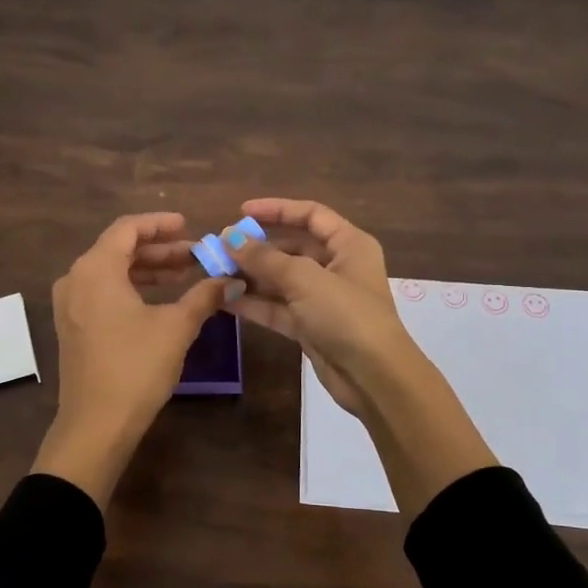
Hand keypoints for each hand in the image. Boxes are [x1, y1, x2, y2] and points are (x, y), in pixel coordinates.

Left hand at [33, 213, 229, 505]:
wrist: (97, 424)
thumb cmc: (136, 367)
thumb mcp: (176, 327)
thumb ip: (203, 296)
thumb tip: (231, 280)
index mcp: (96, 269)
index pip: (128, 229)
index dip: (160, 225)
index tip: (189, 226)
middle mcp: (76, 279)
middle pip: (118, 249)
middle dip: (159, 250)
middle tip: (194, 255)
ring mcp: (70, 305)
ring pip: (111, 273)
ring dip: (147, 270)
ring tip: (184, 275)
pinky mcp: (73, 327)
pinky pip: (103, 293)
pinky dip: (131, 289)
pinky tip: (160, 301)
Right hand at [229, 198, 495, 512]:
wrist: (373, 377)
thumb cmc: (346, 315)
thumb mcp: (304, 279)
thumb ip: (264, 257)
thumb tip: (228, 237)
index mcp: (349, 244)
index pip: (311, 215)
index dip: (277, 209)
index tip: (242, 212)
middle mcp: (337, 267)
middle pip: (292, 248)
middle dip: (256, 249)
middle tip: (219, 249)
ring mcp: (323, 299)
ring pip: (281, 280)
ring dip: (250, 276)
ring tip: (214, 273)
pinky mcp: (310, 327)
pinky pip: (278, 307)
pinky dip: (254, 303)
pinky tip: (224, 299)